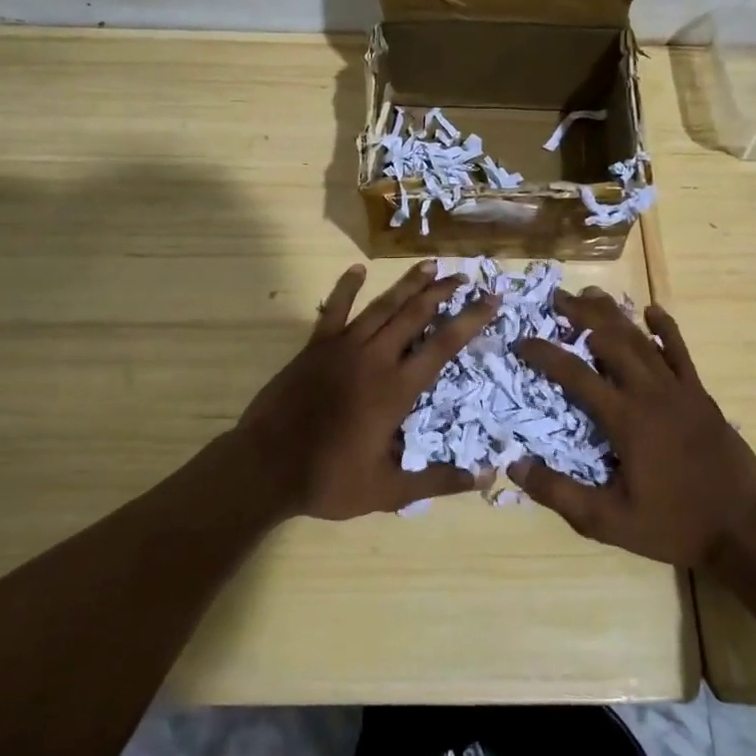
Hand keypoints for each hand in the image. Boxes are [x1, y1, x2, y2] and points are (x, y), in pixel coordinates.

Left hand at [232, 262, 495, 519]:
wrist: (265, 466)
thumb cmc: (328, 479)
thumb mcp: (388, 490)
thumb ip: (437, 481)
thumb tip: (485, 476)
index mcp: (396, 389)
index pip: (442, 345)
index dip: (470, 320)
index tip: (491, 299)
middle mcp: (374, 358)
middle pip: (414, 314)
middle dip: (442, 292)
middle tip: (463, 276)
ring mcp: (342, 347)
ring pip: (382, 306)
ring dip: (408, 284)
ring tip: (430, 265)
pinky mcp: (315, 347)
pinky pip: (334, 310)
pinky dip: (346, 288)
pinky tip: (357, 269)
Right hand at [508, 288, 755, 568]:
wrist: (744, 529)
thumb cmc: (673, 524)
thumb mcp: (608, 521)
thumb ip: (560, 493)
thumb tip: (514, 465)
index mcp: (625, 418)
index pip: (575, 374)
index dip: (544, 354)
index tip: (521, 341)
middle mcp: (649, 393)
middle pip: (609, 340)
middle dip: (579, 316)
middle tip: (555, 298)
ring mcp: (679, 390)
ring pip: (641, 339)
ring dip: (613, 315)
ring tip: (589, 295)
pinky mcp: (700, 395)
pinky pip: (680, 352)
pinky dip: (665, 328)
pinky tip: (652, 310)